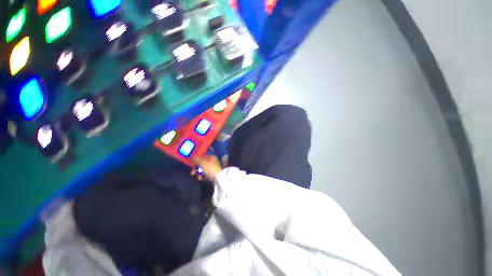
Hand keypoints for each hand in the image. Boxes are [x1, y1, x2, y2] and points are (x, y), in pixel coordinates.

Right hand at [191, 155, 222, 181]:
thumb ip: (196, 159)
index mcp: (211, 157)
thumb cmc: (210, 168)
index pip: (202, 157)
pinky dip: (203, 176)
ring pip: (203, 170)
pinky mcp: (213, 174)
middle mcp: (213, 162)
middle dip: (196, 169)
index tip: (192, 165)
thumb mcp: (202, 163)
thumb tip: (192, 156)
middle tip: (192, 173)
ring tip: (198, 177)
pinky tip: (201, 179)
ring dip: (199, 173)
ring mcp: (213, 168)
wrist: (218, 178)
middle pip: (202, 164)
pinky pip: (206, 174)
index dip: (196, 161)